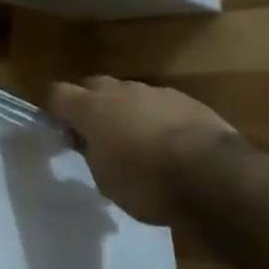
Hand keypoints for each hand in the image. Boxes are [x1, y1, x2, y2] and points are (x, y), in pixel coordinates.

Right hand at [46, 76, 234, 226]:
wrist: (214, 174)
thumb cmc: (147, 182)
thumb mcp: (105, 180)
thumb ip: (92, 154)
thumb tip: (91, 143)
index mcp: (91, 108)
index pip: (57, 93)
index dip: (53, 109)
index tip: (59, 129)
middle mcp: (121, 92)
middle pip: (94, 86)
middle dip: (90, 104)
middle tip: (96, 134)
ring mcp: (157, 93)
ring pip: (130, 94)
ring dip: (126, 111)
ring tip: (136, 142)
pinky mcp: (188, 101)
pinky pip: (160, 105)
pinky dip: (157, 119)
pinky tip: (168, 144)